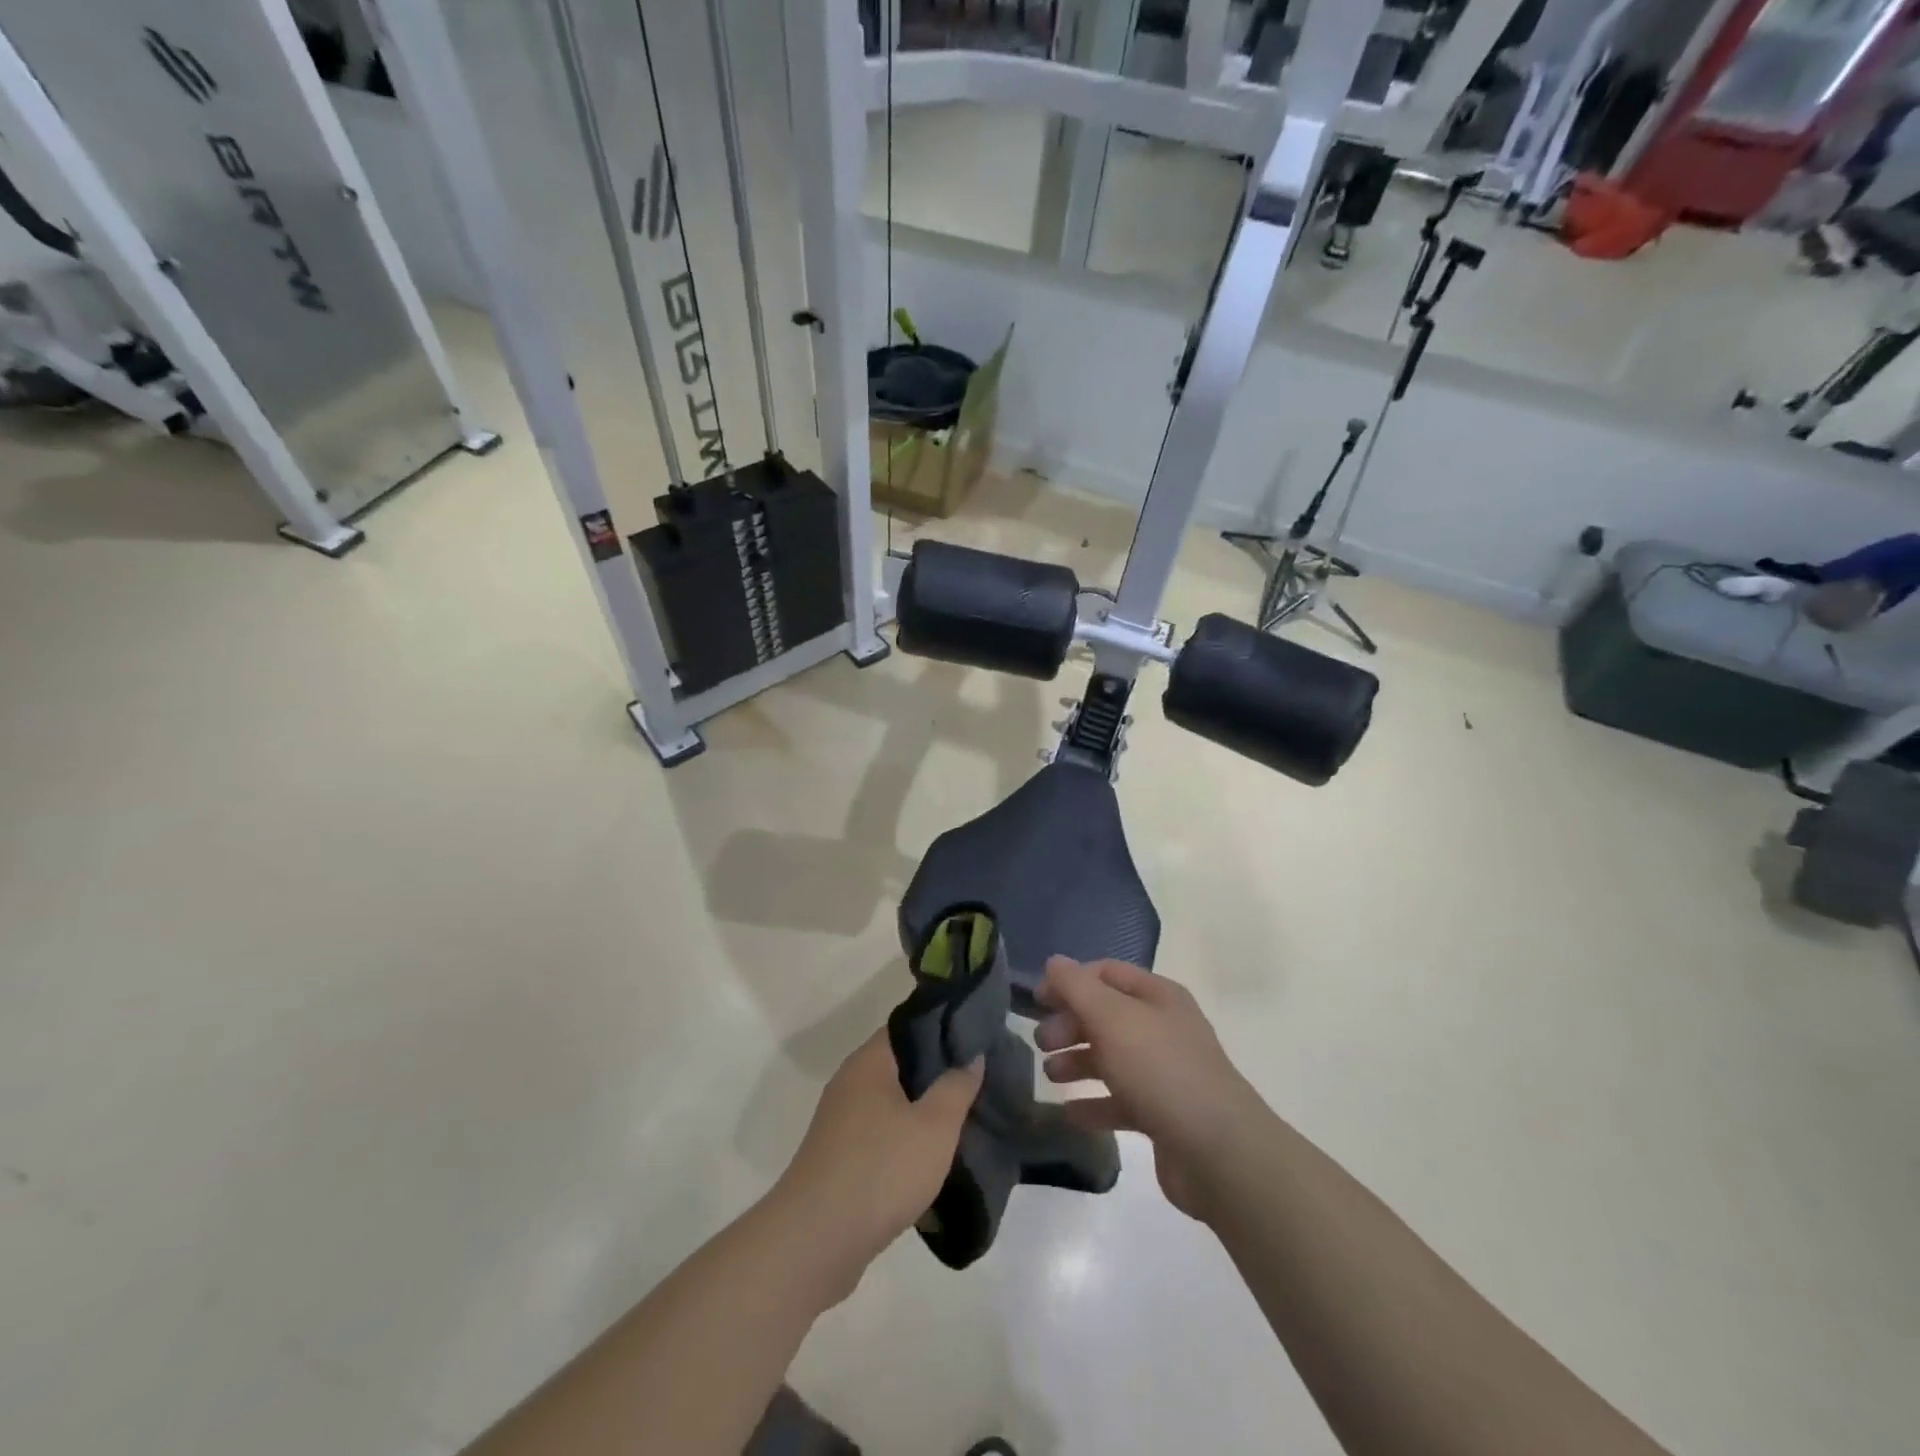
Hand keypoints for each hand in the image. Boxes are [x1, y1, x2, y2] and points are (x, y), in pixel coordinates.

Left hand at [772, 1031, 982, 1300]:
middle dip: (939, 1075)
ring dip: (923, 1113)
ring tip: (964, 1121)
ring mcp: (841, 1124)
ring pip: (893, 1105)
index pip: (909, 1028)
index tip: (977, 1040)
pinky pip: (882, 1137)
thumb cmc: (880, 1170)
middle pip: (902, 1066)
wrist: (816, 1242)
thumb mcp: (934, 1126)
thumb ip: (957, 1086)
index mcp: (868, 1063)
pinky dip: (907, 1142)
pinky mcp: (840, 1160)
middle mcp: (850, 1084)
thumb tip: (971, 1055)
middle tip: (979, 1082)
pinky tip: (933, 1160)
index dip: (944, 1029)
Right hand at [1036, 956, 1264, 1221]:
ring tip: (1051, 1076)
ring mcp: (1165, 1072)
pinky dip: (1094, 1103)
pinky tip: (1071, 1113)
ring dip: (1078, 1062)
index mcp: (1158, 996)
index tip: (1037, 1001)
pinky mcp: (1163, 1114)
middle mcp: (1163, 1028)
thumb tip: (1054, 962)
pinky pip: (1121, 1100)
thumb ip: (1078, 988)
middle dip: (1070, 1024)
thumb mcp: (1112, 1018)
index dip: (1070, 982)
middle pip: (1106, 1015)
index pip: (1106, 973)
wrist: (1219, 1152)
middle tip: (1042, 1043)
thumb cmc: (1161, 1070)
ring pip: (1112, 1058)